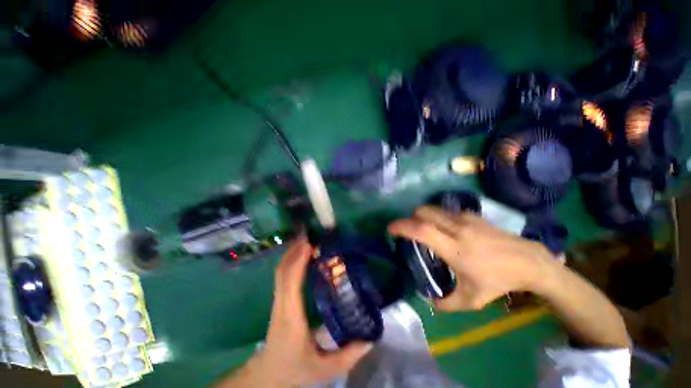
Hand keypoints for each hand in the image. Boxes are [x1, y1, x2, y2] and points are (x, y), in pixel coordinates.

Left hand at [253, 237, 371, 386]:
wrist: (268, 376)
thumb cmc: (294, 369)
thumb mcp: (324, 369)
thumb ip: (348, 355)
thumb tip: (370, 337)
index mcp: (291, 316)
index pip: (290, 281)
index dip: (298, 260)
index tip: (310, 243)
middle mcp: (282, 304)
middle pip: (283, 270)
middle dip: (296, 249)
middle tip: (312, 234)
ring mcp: (277, 300)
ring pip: (281, 270)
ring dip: (292, 252)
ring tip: (308, 238)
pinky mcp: (279, 299)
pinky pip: (282, 274)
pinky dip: (290, 259)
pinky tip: (301, 253)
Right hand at [388, 206, 554, 311]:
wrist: (529, 262)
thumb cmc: (498, 281)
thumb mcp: (471, 299)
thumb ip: (446, 303)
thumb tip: (429, 300)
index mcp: (453, 248)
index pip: (420, 230)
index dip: (401, 226)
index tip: (390, 229)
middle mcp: (456, 228)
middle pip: (423, 212)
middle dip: (410, 218)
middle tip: (410, 230)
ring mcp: (465, 218)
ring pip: (434, 209)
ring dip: (423, 216)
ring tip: (426, 229)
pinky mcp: (472, 215)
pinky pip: (446, 211)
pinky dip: (438, 217)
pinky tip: (446, 229)